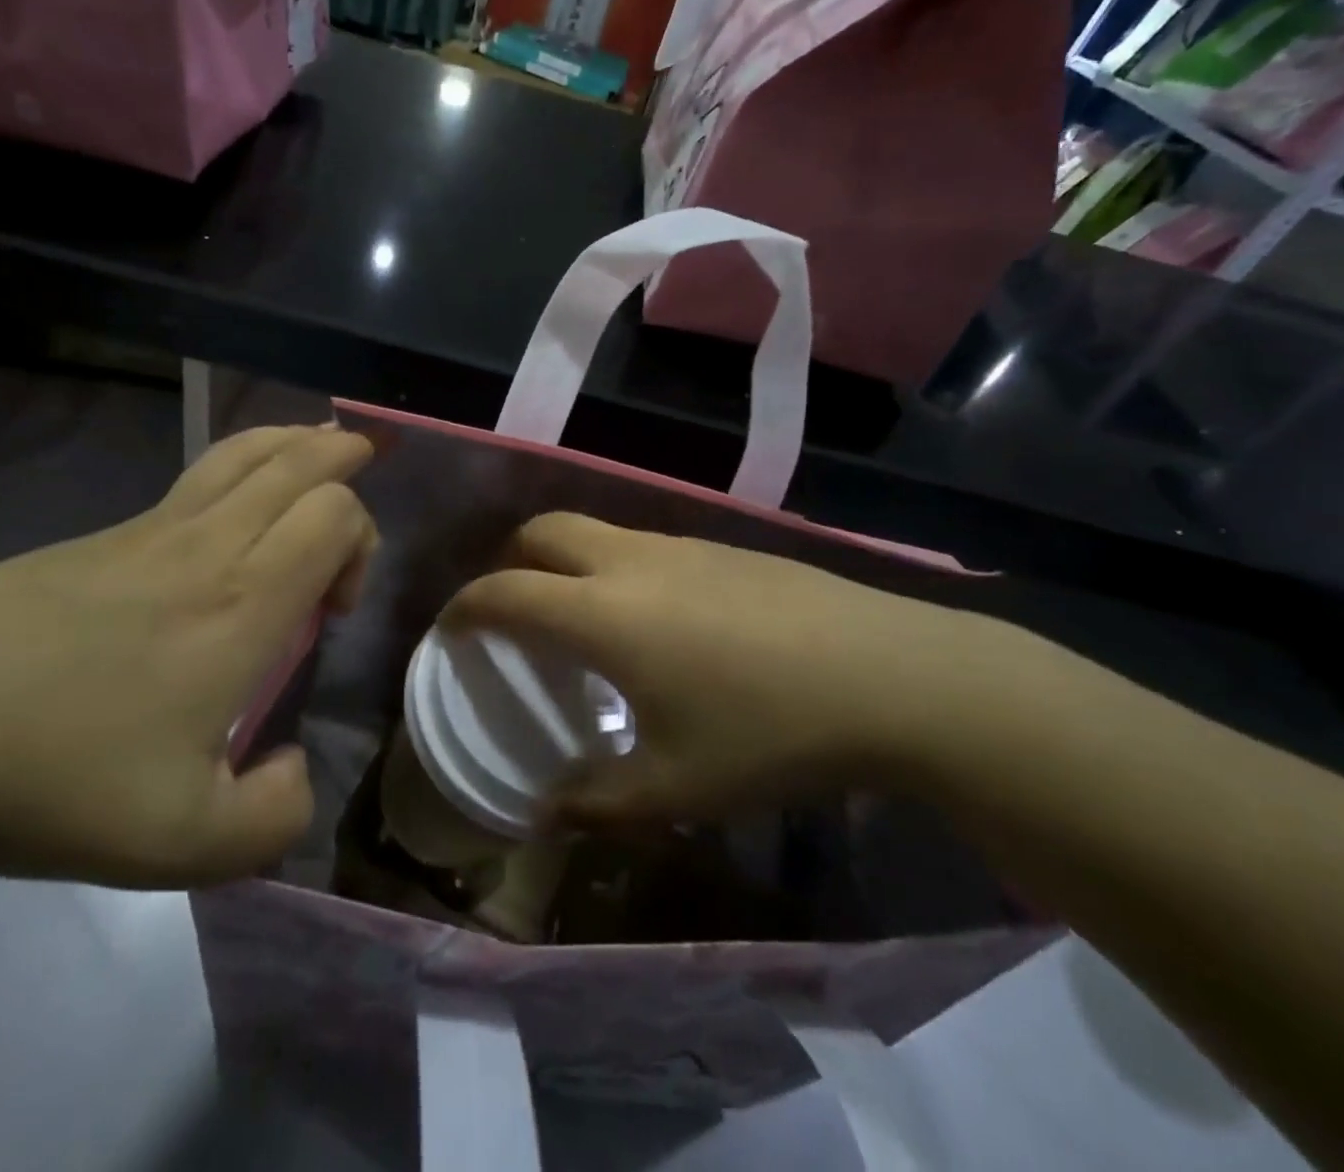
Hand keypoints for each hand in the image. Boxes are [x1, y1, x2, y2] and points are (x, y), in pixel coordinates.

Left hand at [0, 426, 375, 888]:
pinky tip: (231, 503)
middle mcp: (206, 547)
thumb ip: (272, 820)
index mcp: (242, 604)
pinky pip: (193, 479)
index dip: (360, 543)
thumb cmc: (57, 782)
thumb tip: (293, 772)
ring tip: (316, 449)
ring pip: (241, 453)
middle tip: (358, 471)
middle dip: (341, 457)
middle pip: (296, 462)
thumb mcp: (185, 844)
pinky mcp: (101, 536)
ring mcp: (147, 531)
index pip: (333, 516)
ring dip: (293, 444)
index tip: (333, 609)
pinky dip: (239, 466)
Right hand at [443, 514, 1010, 830]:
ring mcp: (680, 544)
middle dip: (509, 564)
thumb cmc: (771, 732)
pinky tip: (655, 620)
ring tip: (581, 619)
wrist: (894, 675)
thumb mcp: (677, 788)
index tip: (449, 630)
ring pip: (595, 531)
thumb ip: (597, 801)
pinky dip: (615, 566)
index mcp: (603, 613)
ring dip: (565, 561)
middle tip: (512, 615)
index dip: (465, 608)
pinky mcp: (722, 546)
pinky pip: (642, 543)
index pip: (504, 592)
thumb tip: (545, 812)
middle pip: (541, 531)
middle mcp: (630, 561)